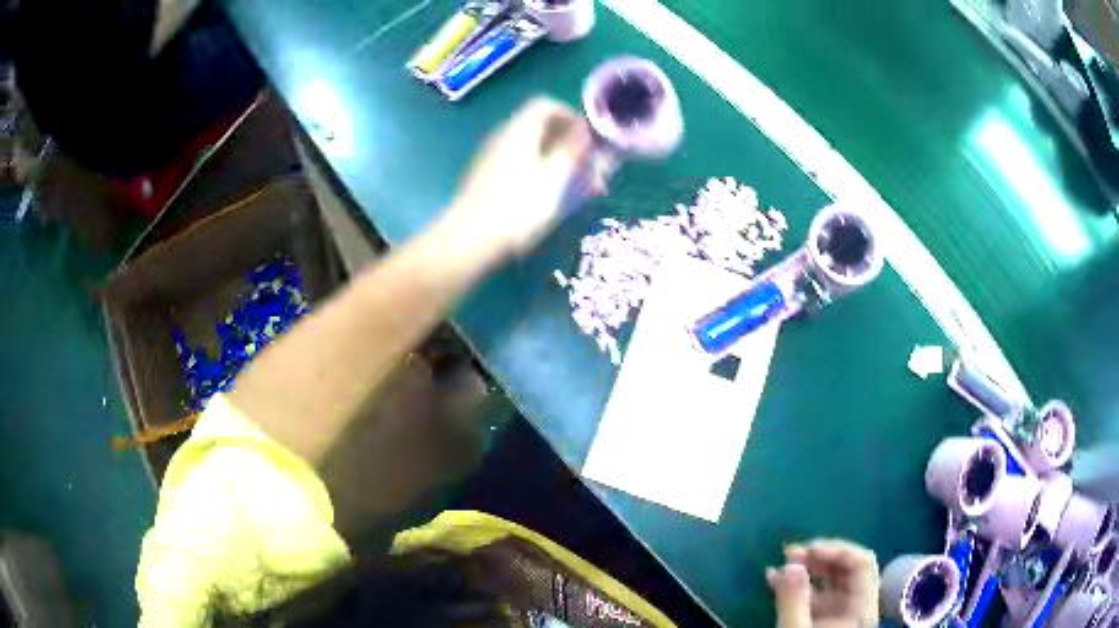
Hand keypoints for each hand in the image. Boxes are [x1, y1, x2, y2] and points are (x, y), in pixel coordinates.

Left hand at [447, 97, 595, 256]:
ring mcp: (491, 158)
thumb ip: (572, 150)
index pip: (545, 105)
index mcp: (519, 131)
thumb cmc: (517, 207)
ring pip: (532, 149)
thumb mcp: (554, 178)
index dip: (571, 116)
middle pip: (540, 127)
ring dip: (558, 162)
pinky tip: (551, 199)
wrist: (468, 240)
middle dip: (569, 144)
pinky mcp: (486, 179)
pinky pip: (520, 165)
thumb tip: (585, 131)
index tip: (590, 138)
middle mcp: (503, 137)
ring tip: (579, 190)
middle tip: (591, 170)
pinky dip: (541, 174)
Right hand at [767, 539, 879, 627]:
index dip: (837, 550)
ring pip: (830, 579)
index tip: (807, 550)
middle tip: (790, 553)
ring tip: (779, 564)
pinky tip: (774, 580)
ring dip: (805, 568)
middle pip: (847, 568)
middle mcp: (856, 605)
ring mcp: (840, 612)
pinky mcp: (824, 620)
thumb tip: (791, 564)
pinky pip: (815, 594)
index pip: (861, 564)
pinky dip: (796, 585)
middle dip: (818, 556)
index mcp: (862, 608)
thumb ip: (794, 600)